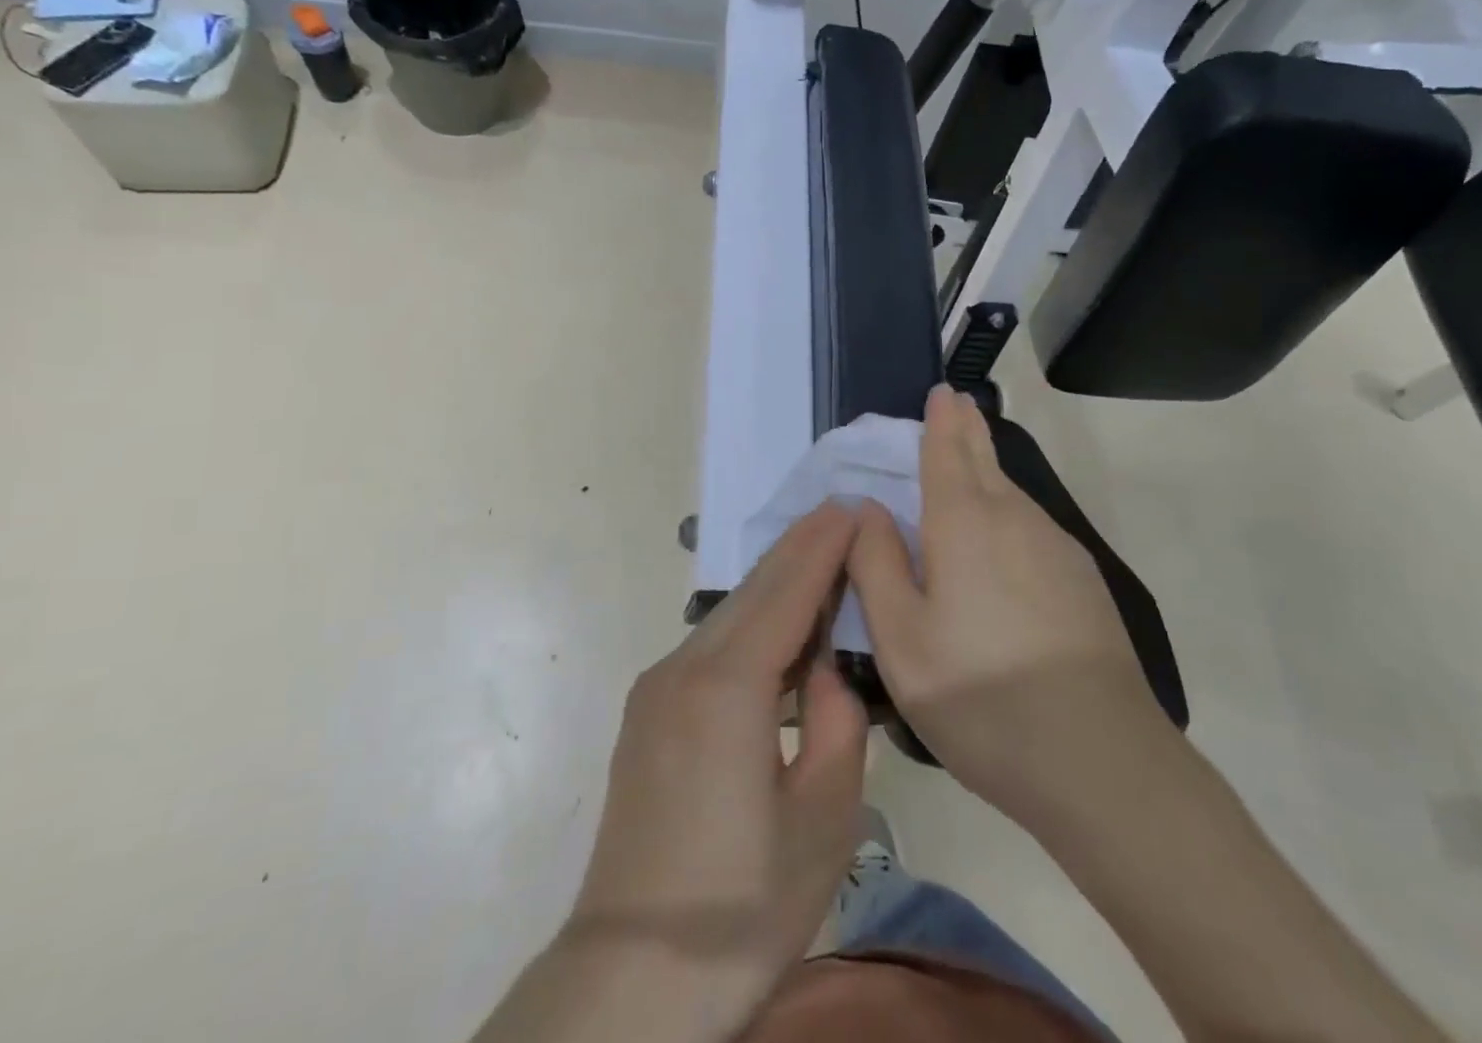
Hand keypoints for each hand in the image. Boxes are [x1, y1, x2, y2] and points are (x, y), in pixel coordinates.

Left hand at [562, 503, 869, 1031]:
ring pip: (727, 615)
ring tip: (819, 560)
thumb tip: (826, 674)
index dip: (820, 546)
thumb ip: (838, 726)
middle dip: (798, 549)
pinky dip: (750, 621)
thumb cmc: (742, 906)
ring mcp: (656, 689)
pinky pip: (709, 645)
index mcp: (727, 689)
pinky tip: (777, 629)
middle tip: (839, 514)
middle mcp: (682, 670)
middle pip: (751, 592)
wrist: (632, 976)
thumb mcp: (823, 821)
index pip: (784, 593)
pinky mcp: (646, 713)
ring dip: (774, 584)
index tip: (849, 505)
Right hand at [849, 386, 1173, 834]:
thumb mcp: (900, 639)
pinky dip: (1009, 514)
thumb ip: (876, 562)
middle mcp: (1015, 519)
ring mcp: (1057, 549)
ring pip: (1012, 495)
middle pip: (986, 460)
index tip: (942, 391)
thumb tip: (867, 508)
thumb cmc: (981, 696)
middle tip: (957, 406)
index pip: (949, 450)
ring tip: (968, 467)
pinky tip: (1001, 544)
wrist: (1100, 762)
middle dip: (968, 429)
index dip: (943, 418)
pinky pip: (1032, 528)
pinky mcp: (1083, 582)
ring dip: (988, 473)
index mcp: (965, 522)